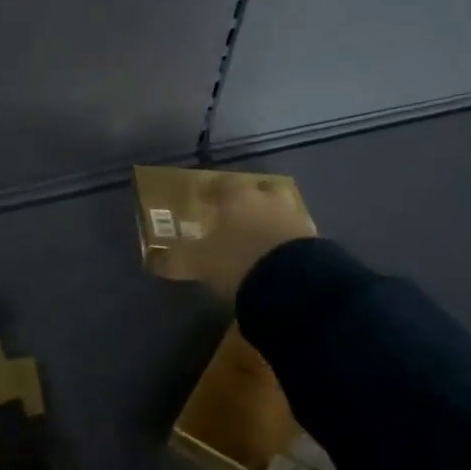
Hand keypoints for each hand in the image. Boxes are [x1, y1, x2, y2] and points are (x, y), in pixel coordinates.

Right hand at [157, 173, 316, 301]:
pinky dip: (286, 243)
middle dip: (249, 200)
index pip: (224, 184)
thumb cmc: (238, 261)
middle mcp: (269, 201)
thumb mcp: (198, 263)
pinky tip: (278, 258)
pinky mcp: (318, 244)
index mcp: (238, 198)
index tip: (205, 198)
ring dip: (270, 220)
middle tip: (237, 214)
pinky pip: (296, 237)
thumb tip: (152, 260)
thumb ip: (175, 260)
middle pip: (260, 191)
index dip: (213, 190)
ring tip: (259, 238)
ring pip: (281, 211)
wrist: (296, 285)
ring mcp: (297, 220)